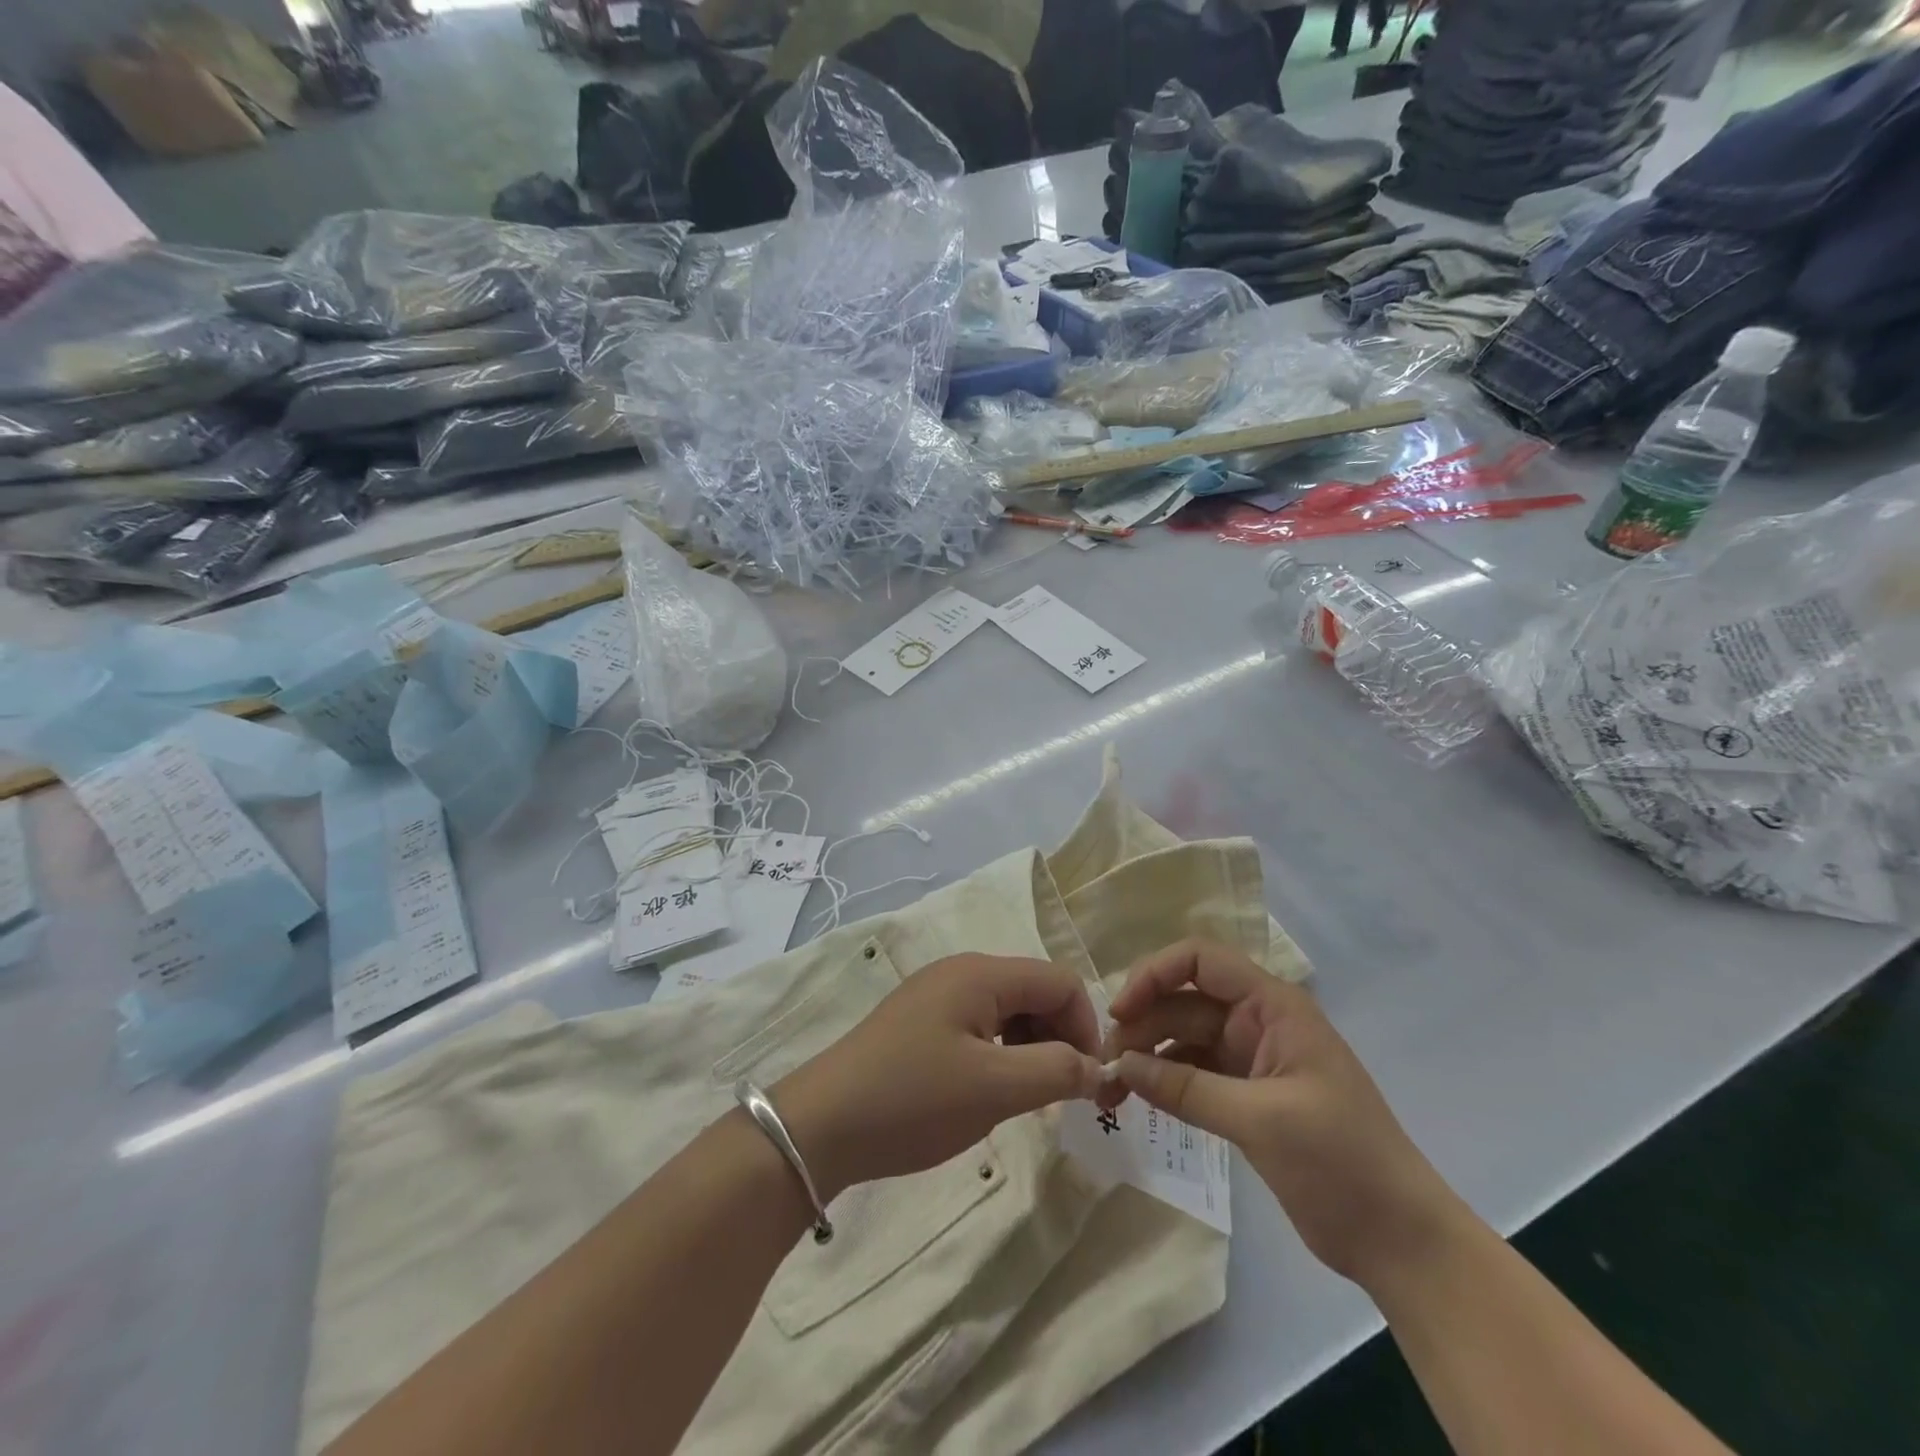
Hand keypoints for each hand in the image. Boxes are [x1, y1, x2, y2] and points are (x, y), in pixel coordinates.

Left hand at [774, 954, 1103, 1199]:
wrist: (821, 1125)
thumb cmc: (914, 1100)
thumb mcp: (995, 1088)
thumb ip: (1056, 1071)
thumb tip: (1096, 1067)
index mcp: (981, 973)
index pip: (1061, 981)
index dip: (1085, 1028)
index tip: (1086, 1082)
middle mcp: (961, 970)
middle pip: (1035, 991)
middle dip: (1059, 1038)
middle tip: (1059, 1095)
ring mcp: (936, 993)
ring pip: (1008, 1009)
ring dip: (1030, 1048)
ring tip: (1025, 1097)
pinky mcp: (920, 1020)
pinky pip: (979, 1024)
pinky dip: (1000, 1053)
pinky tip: (989, 1090)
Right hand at [1097, 939, 1464, 1288]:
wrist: (1401, 1242)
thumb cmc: (1342, 1163)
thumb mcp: (1261, 1120)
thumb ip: (1186, 1088)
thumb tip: (1120, 1066)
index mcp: (1273, 1007)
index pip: (1200, 961)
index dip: (1154, 974)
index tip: (1118, 1012)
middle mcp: (1257, 1021)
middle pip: (1183, 1001)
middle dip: (1140, 1024)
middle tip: (1103, 1064)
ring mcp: (1250, 1059)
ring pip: (1182, 1038)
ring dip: (1145, 1055)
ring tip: (1110, 1088)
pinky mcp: (1245, 1095)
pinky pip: (1191, 1072)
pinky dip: (1163, 1081)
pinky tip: (1137, 1099)